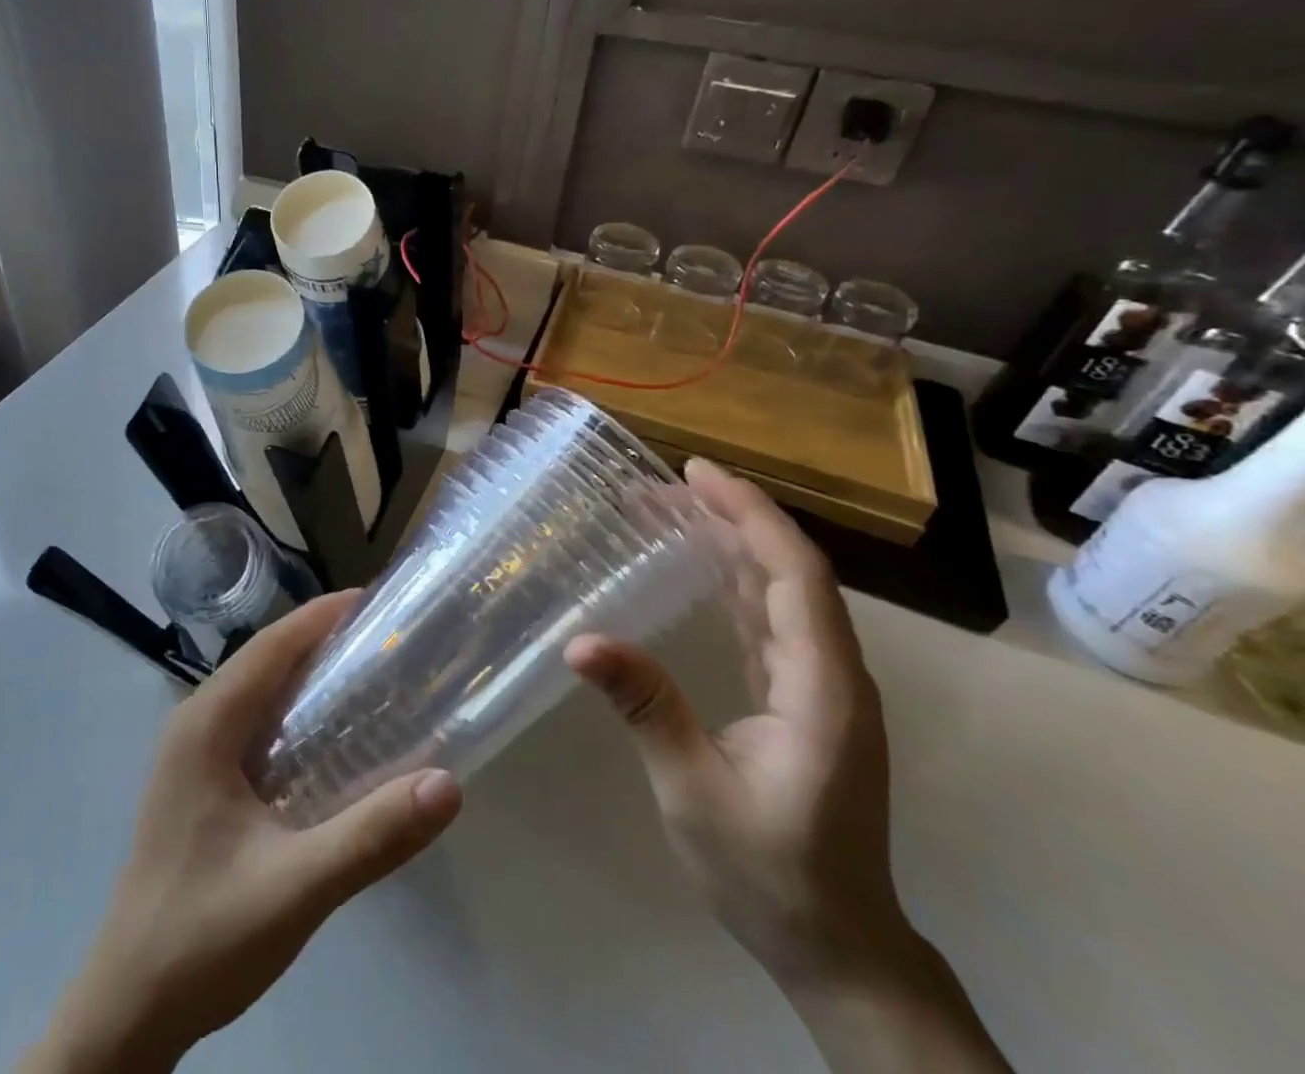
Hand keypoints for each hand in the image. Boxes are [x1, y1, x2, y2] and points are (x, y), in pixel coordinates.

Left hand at [26, 593, 463, 1073]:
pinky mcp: (200, 780)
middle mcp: (196, 723)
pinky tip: (333, 736)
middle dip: (323, 639)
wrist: (127, 1011)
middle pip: (266, 658)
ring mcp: (193, 752)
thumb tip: (448, 784)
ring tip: (371, 674)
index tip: (378, 603)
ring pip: (258, 688)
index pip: (272, 645)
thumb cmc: (203, 937)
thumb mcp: (297, 888)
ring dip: (309, 673)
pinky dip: (294, 710)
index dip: (323, 616)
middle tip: (388, 639)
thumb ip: (372, 836)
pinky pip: (253, 720)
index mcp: (207, 725)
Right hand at [564, 458, 902, 981]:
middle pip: (790, 569)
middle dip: (731, 515)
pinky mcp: (805, 697)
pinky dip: (734, 579)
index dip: (750, 513)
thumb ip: (647, 707)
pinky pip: (771, 618)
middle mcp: (832, 672)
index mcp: (822, 687)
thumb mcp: (694, 790)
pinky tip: (697, 566)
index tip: (696, 473)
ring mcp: (823, 685)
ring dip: (731, 542)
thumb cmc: (769, 872)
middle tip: (663, 483)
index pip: (794, 573)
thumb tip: (579, 642)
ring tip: (670, 510)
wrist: (838, 945)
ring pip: (781, 590)